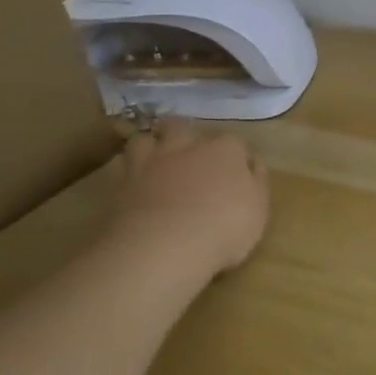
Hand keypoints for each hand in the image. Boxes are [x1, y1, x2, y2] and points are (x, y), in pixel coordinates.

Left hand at [107, 121, 269, 278]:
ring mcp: (148, 161)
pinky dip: (124, 169)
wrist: (161, 248)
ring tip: (154, 162)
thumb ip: (256, 183)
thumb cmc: (223, 228)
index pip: (235, 142)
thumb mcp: (258, 210)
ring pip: (144, 139)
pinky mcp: (118, 182)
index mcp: (225, 150)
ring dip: (150, 146)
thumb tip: (253, 166)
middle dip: (185, 134)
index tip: (240, 172)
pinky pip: (119, 165)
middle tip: (189, 154)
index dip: (237, 156)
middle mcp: (186, 146)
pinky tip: (130, 181)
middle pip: (183, 126)